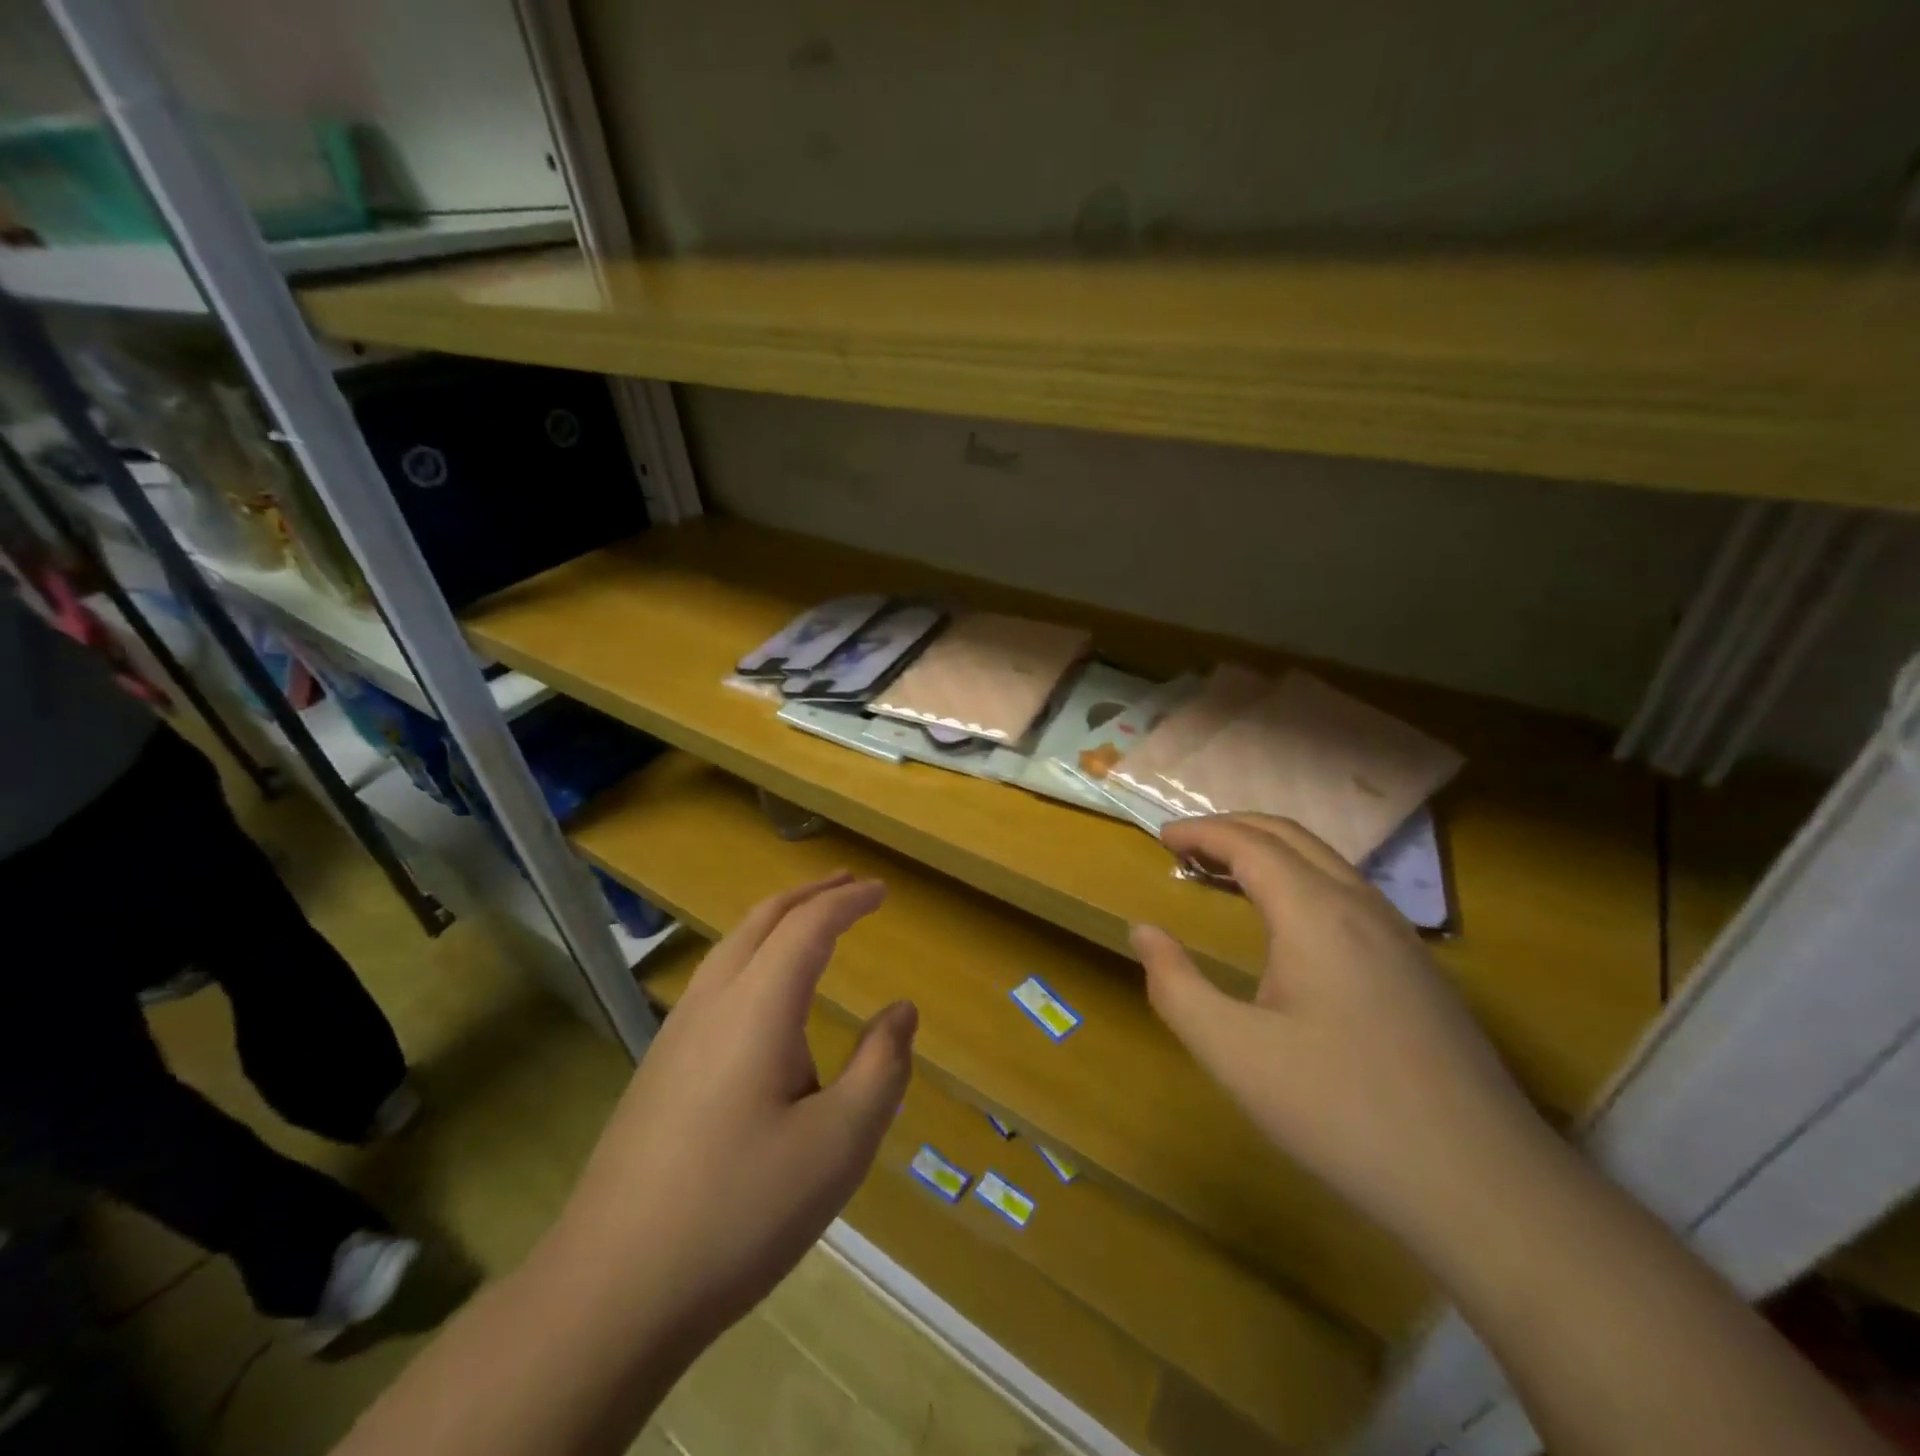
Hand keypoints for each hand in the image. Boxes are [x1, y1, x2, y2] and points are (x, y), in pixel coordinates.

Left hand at [546, 872, 915, 1350]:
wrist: (610, 1289)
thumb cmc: (740, 1211)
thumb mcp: (839, 1146)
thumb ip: (881, 1068)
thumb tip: (902, 1011)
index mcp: (757, 1007)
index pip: (808, 927)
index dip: (848, 901)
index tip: (881, 891)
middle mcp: (712, 1003)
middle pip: (761, 921)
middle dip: (809, 894)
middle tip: (849, 885)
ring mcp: (676, 1034)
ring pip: (731, 948)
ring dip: (776, 922)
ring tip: (811, 925)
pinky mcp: (658, 1067)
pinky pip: (714, 982)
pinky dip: (752, 955)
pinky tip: (763, 997)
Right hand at [1131, 815, 1544, 1250]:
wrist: (1483, 1185)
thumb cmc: (1341, 1110)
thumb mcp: (1234, 1053)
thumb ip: (1176, 987)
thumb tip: (1142, 932)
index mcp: (1315, 912)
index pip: (1249, 843)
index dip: (1202, 832)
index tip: (1161, 836)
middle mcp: (1361, 906)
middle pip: (1291, 836)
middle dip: (1234, 828)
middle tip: (1187, 846)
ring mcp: (1400, 937)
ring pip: (1327, 863)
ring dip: (1271, 852)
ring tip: (1227, 874)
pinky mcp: (1419, 970)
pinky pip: (1350, 894)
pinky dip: (1302, 880)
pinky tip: (1291, 926)